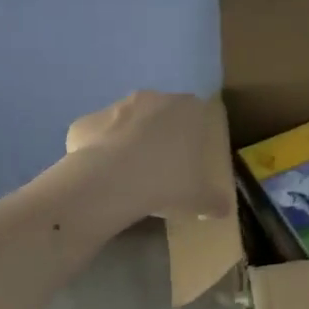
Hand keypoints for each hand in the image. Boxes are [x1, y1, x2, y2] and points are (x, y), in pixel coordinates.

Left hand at [66, 91, 234, 221]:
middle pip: (160, 113)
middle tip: (160, 167)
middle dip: (160, 134)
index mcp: (186, 110)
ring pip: (126, 121)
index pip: (197, 113)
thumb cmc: (165, 182)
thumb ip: (213, 200)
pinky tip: (100, 176)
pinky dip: (98, 151)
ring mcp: (115, 107)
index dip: (193, 134)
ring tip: (129, 174)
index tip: (189, 157)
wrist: (109, 181)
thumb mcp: (198, 198)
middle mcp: (152, 98)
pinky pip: (96, 135)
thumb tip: (224, 209)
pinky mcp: (85, 122)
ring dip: (128, 140)